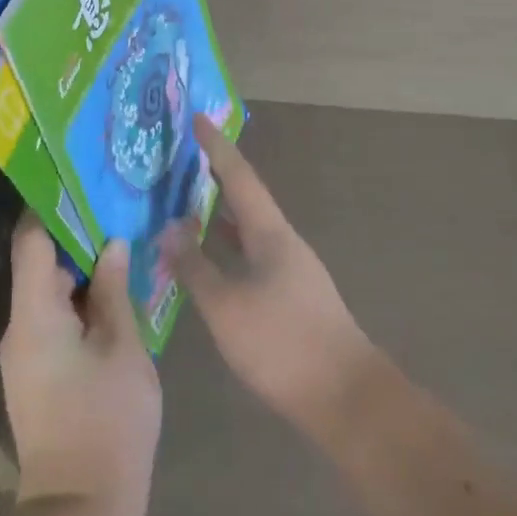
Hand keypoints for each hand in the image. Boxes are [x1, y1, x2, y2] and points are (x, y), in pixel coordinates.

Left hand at [0, 218, 160, 515]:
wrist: (81, 512)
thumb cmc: (107, 422)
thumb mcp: (123, 348)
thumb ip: (114, 290)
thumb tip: (112, 244)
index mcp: (34, 314)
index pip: (30, 240)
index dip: (51, 205)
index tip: (80, 179)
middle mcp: (20, 327)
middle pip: (40, 262)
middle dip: (77, 235)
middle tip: (116, 207)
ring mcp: (26, 353)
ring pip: (50, 291)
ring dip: (82, 268)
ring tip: (122, 240)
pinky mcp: (38, 373)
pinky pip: (55, 318)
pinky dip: (81, 298)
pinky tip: (116, 290)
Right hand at [164, 117, 378, 439]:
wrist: (346, 397)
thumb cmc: (282, 344)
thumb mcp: (226, 306)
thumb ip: (195, 266)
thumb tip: (170, 227)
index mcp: (270, 232)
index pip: (239, 175)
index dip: (217, 146)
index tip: (197, 117)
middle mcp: (283, 241)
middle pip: (246, 197)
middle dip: (216, 175)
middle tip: (183, 158)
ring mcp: (291, 269)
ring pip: (249, 229)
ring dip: (221, 213)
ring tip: (187, 203)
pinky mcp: (291, 296)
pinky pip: (251, 255)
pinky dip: (228, 247)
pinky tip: (210, 261)